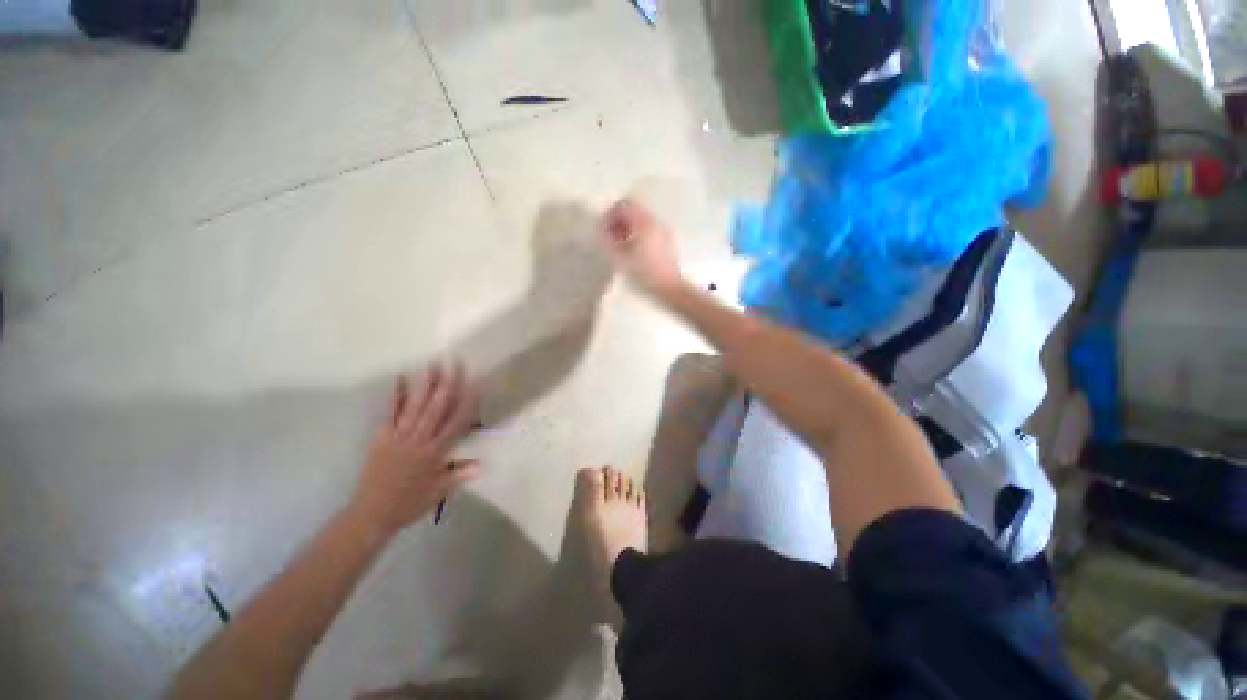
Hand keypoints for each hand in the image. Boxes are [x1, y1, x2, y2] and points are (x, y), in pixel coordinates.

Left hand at [348, 362, 481, 535]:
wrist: (371, 514)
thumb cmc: (409, 504)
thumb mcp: (439, 492)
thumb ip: (459, 475)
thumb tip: (482, 464)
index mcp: (436, 453)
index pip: (457, 422)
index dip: (468, 402)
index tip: (476, 384)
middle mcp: (420, 439)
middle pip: (438, 407)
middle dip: (449, 383)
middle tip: (456, 362)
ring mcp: (399, 436)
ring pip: (416, 405)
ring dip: (426, 383)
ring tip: (434, 363)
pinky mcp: (382, 436)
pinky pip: (391, 412)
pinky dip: (397, 395)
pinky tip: (401, 378)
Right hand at [601, 198, 683, 297]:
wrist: (670, 287)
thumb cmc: (644, 273)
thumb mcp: (620, 259)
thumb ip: (607, 241)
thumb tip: (599, 230)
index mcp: (643, 223)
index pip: (624, 204)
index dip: (610, 214)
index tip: (604, 229)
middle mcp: (655, 222)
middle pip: (634, 210)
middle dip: (619, 221)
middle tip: (611, 238)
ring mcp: (663, 230)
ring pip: (642, 220)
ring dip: (629, 228)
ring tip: (621, 247)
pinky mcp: (667, 241)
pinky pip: (650, 230)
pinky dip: (639, 234)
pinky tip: (635, 252)